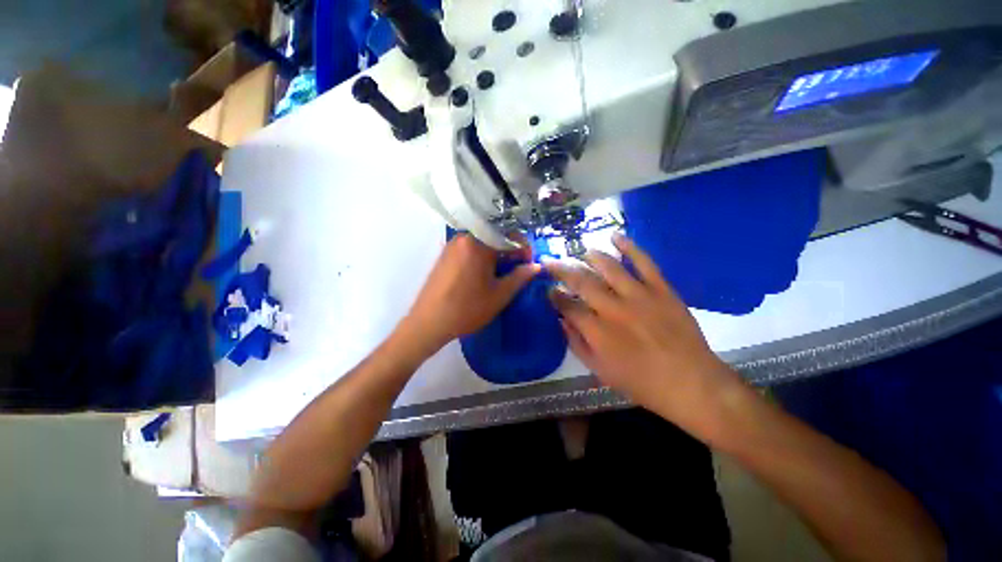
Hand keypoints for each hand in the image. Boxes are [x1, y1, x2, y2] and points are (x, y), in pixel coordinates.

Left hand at [399, 233, 540, 354]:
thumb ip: (520, 277)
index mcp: (478, 243)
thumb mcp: (499, 295)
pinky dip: (482, 257)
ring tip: (502, 273)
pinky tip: (484, 275)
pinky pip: (470, 249)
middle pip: (495, 237)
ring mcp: (452, 245)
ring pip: (482, 243)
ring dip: (496, 255)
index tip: (529, 264)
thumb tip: (536, 266)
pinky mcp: (445, 255)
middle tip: (517, 270)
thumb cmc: (467, 309)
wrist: (429, 323)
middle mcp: (464, 237)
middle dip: (510, 251)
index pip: (509, 236)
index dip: (524, 249)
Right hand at [545, 233, 739, 434]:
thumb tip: (561, 320)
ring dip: (591, 256)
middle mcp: (613, 308)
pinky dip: (629, 247)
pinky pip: (644, 262)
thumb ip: (576, 343)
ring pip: (609, 267)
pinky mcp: (661, 289)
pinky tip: (616, 236)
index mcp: (597, 331)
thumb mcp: (600, 370)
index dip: (554, 296)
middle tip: (550, 262)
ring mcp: (639, 296)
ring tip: (582, 252)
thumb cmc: (641, 382)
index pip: (567, 306)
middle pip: (581, 281)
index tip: (548, 290)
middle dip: (561, 269)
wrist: (691, 383)